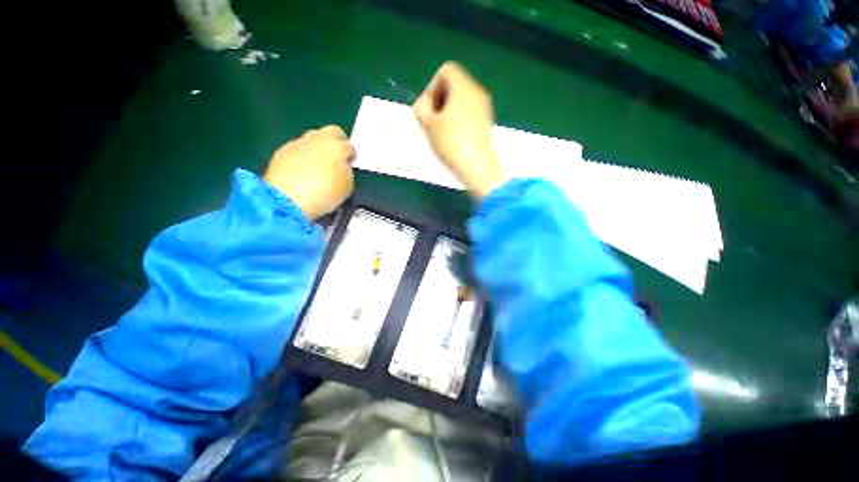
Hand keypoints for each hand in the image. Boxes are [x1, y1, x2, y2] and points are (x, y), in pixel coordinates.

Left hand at [264, 126, 354, 219]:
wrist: (288, 199)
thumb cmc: (325, 194)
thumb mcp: (347, 186)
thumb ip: (347, 171)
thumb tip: (343, 167)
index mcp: (338, 147)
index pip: (350, 146)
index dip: (352, 156)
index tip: (351, 165)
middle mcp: (318, 138)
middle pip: (332, 132)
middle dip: (337, 142)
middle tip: (338, 158)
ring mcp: (298, 143)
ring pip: (313, 139)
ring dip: (318, 148)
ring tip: (318, 166)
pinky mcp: (282, 151)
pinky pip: (298, 149)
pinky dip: (303, 156)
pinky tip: (302, 172)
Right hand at [414, 62, 506, 198]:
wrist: (476, 165)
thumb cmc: (451, 143)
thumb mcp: (427, 124)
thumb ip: (420, 107)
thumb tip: (426, 104)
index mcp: (463, 86)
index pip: (446, 70)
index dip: (433, 87)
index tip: (430, 109)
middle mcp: (477, 91)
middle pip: (454, 84)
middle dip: (440, 99)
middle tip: (433, 121)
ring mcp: (485, 106)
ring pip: (462, 99)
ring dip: (449, 110)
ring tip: (443, 131)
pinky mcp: (487, 121)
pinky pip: (470, 111)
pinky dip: (460, 118)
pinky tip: (455, 137)